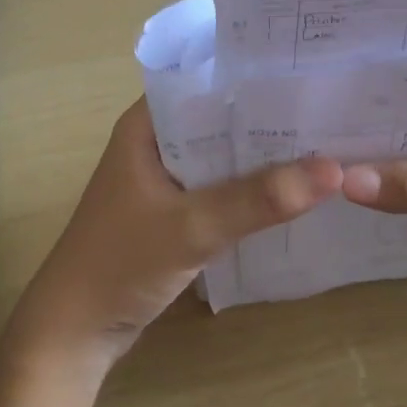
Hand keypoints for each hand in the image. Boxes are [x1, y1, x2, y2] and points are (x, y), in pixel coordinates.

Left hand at [1, 98, 342, 379]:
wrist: (73, 336)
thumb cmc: (119, 265)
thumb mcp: (192, 228)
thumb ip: (257, 199)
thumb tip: (333, 170)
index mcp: (147, 124)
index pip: (209, 80)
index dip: (257, 74)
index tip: (311, 71)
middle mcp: (157, 142)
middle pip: (223, 118)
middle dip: (271, 117)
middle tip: (331, 108)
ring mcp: (165, 178)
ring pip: (224, 155)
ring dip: (264, 155)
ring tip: (325, 142)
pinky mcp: (174, 211)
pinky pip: (221, 187)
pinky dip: (251, 188)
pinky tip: (293, 190)